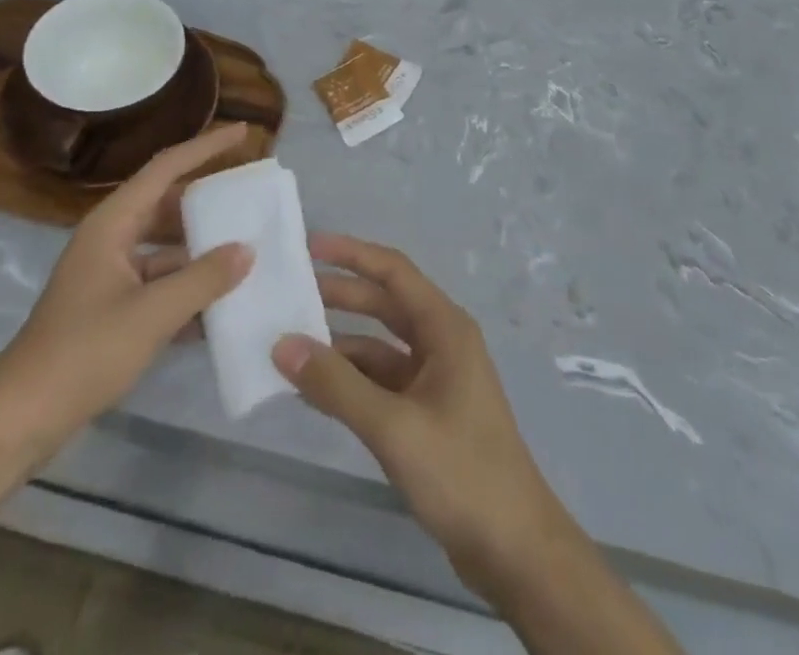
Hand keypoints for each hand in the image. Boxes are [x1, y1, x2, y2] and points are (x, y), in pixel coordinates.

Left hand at [0, 124, 253, 456]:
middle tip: (249, 198)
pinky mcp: (111, 307)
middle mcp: (110, 238)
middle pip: (167, 204)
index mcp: (113, 223)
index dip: (206, 147)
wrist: (22, 418)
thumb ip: (203, 279)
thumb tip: (247, 249)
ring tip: (246, 250)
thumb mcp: (152, 314)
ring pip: (165, 246)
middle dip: (207, 201)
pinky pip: (158, 282)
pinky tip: (221, 304)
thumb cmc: (84, 353)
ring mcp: (109, 274)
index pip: (166, 168)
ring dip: (201, 250)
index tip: (243, 133)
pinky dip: (187, 287)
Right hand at [272, 234, 576, 599]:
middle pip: (385, 304)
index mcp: (445, 328)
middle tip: (292, 293)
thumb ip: (337, 384)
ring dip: (341, 344)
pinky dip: (351, 381)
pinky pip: (382, 381)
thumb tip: (282, 344)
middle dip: (341, 295)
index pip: (393, 271)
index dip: (352, 253)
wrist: (515, 551)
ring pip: (380, 345)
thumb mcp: (393, 426)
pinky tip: (315, 391)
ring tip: (291, 344)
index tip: (309, 246)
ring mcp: (436, 379)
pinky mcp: (428, 413)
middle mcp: (442, 342)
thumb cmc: (462, 473)